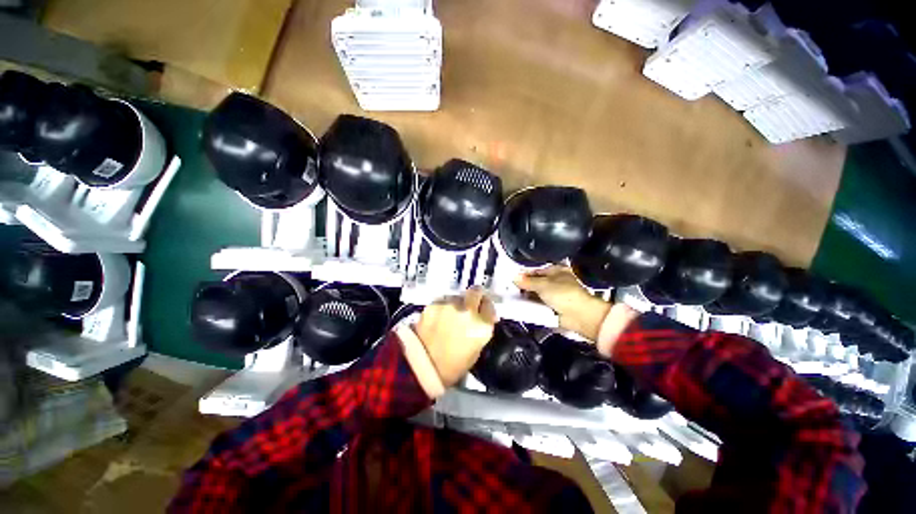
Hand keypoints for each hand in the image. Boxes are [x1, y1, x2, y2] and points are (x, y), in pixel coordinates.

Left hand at [415, 288, 497, 386]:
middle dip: (475, 296)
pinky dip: (443, 306)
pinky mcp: (434, 304)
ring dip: (457, 303)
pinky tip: (438, 318)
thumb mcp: (476, 350)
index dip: (486, 307)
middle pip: (476, 291)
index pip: (489, 305)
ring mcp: (450, 305)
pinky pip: (443, 300)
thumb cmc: (453, 366)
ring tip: (450, 315)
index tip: (482, 310)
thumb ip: (482, 329)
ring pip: (457, 296)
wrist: (422, 368)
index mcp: (482, 326)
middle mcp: (468, 311)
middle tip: (470, 304)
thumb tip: (483, 317)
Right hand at [515, 266, 610, 340]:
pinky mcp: (553, 307)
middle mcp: (555, 281)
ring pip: (536, 293)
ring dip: (526, 295)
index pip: (536, 270)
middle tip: (508, 287)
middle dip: (524, 285)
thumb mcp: (543, 285)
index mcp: (556, 271)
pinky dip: (531, 304)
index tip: (511, 277)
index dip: (524, 273)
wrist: (579, 315)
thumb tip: (514, 278)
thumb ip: (527, 281)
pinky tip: (520, 305)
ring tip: (511, 296)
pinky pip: (538, 303)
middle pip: (535, 282)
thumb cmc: (563, 294)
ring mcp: (554, 295)